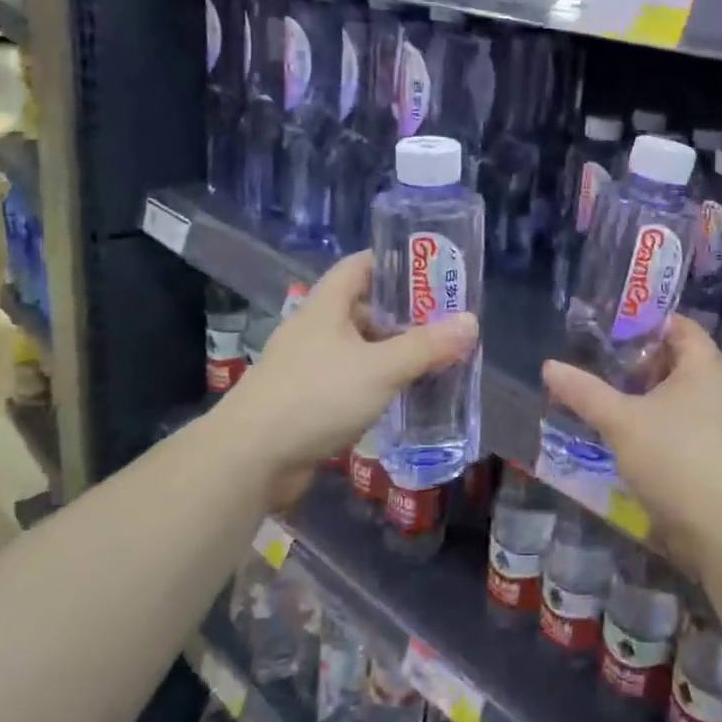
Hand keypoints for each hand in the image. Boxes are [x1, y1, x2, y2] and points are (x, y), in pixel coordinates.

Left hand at [217, 252, 477, 505]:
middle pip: (361, 308)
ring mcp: (305, 367)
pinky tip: (397, 396)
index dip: (391, 262)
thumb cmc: (317, 396)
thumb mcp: (380, 368)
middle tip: (441, 322)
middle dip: (400, 314)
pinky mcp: (303, 401)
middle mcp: (313, 330)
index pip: (358, 266)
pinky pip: (346, 381)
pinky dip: (372, 384)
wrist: (249, 458)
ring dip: (388, 352)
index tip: (428, 270)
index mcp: (326, 307)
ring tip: (428, 359)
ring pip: (355, 348)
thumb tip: (471, 322)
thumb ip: (426, 346)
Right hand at [540, 316, 721, 577]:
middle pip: (680, 359)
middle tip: (603, 370)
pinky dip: (665, 424)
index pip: (678, 325)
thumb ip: (584, 391)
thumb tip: (549, 366)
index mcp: (706, 364)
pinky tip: (636, 441)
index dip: (644, 324)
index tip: (609, 335)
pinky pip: (692, 423)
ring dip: (651, 398)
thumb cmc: (674, 459)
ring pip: (685, 395)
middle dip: (641, 364)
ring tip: (613, 405)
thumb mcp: (620, 421)